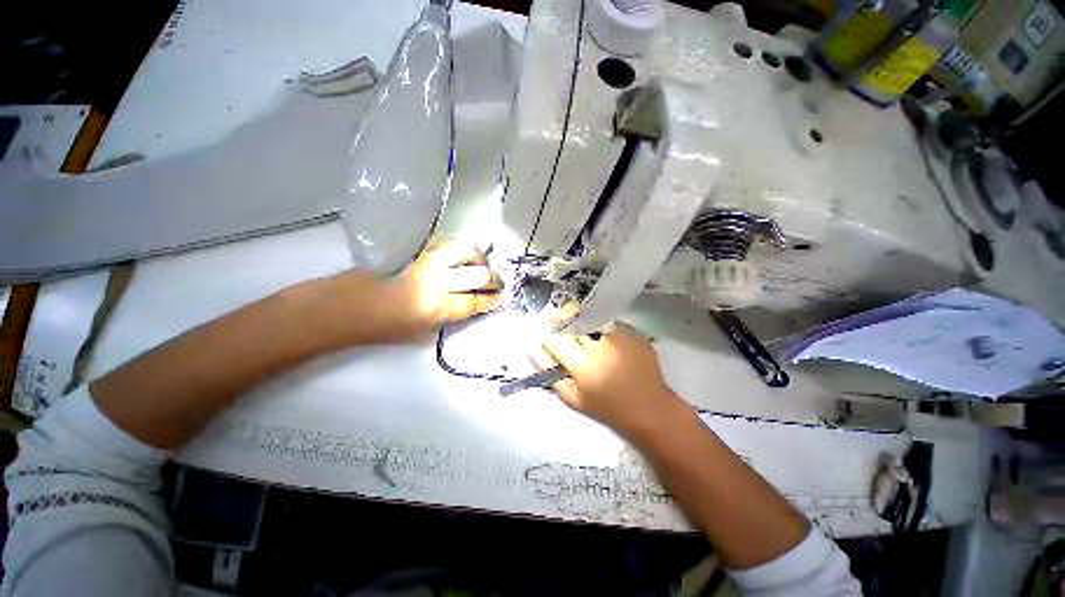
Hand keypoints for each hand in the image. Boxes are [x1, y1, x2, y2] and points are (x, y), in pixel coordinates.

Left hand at [301, 242, 502, 346]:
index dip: (494, 300)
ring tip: (480, 265)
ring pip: (463, 249)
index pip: (476, 301)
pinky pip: (444, 242)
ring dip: (478, 258)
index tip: (505, 297)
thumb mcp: (422, 332)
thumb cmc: (381, 327)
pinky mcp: (412, 246)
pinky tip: (457, 256)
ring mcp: (423, 258)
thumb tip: (471, 304)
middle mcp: (434, 279)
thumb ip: (450, 316)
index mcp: (436, 306)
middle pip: (477, 274)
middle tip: (498, 281)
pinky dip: (457, 249)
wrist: (343, 305)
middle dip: (494, 278)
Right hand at [529, 324, 687, 438]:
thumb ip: (550, 372)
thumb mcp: (573, 398)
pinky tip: (607, 341)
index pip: (555, 337)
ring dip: (583, 320)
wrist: (651, 408)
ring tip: (586, 333)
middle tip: (561, 323)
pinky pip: (610, 322)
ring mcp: (620, 335)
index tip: (544, 331)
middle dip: (563, 317)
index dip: (546, 332)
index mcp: (583, 364)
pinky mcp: (634, 332)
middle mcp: (601, 345)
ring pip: (592, 315)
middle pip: (573, 316)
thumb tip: (532, 348)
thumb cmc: (608, 408)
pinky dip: (603, 328)